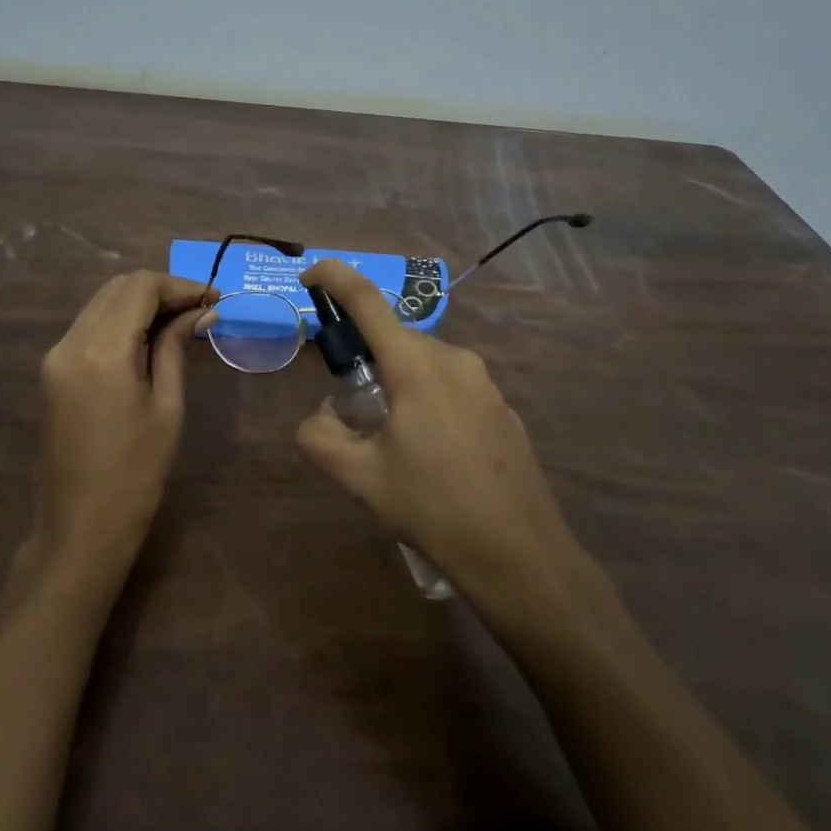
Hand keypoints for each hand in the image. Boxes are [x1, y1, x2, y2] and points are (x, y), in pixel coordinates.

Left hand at [35, 271, 212, 569]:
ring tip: (180, 323)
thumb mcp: (167, 406)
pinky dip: (120, 321)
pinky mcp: (52, 370)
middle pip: (118, 287)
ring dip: (140, 303)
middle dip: (161, 290)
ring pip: (101, 303)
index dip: (180, 285)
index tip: (213, 301)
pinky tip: (148, 340)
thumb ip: (176, 347)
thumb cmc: (136, 471)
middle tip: (199, 311)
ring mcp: (56, 355)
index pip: (141, 287)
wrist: (80, 526)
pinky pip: (89, 326)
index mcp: (102, 350)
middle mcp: (71, 342)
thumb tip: (201, 312)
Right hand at [295, 259, 591, 603]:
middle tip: (348, 403)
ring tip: (390, 439)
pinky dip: (427, 400)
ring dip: (397, 383)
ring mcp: (484, 383)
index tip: (309, 275)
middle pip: (395, 338)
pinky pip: (451, 386)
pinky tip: (431, 453)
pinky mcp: (501, 408)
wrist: (521, 556)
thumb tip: (321, 416)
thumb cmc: (434, 509)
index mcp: (416, 366)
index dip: (334, 277)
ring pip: (424, 363)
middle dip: (366, 356)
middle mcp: (454, 360)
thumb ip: (321, 438)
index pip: (367, 300)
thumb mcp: (361, 478)